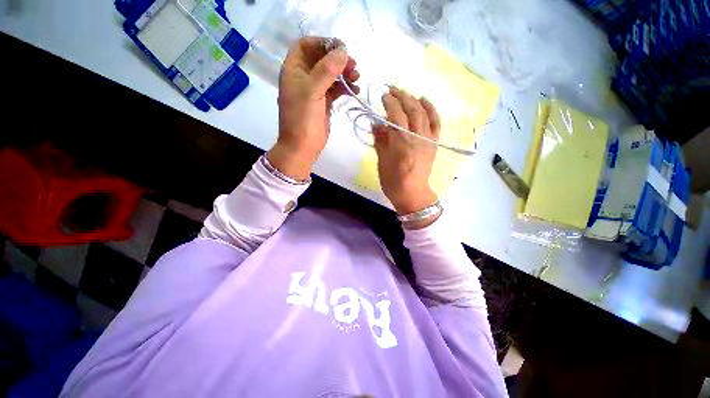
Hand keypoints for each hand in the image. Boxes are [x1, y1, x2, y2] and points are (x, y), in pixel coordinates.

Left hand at [267, 37, 359, 179]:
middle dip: (337, 60)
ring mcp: (314, 91)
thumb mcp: (312, 92)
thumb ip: (327, 70)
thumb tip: (343, 51)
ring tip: (356, 78)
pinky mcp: (323, 102)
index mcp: (294, 70)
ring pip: (331, 74)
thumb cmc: (302, 119)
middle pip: (321, 59)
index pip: (306, 45)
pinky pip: (335, 89)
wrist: (303, 147)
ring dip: (344, 74)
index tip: (340, 49)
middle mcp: (303, 77)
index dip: (322, 43)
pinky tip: (354, 90)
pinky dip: (345, 88)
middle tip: (353, 65)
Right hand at [374, 87, 440, 222]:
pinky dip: (431, 109)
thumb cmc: (393, 181)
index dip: (390, 103)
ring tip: (404, 93)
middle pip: (411, 110)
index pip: (396, 116)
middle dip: (401, 96)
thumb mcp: (382, 161)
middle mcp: (418, 137)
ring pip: (423, 113)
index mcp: (402, 143)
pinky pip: (435, 122)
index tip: (383, 96)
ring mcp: (428, 139)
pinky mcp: (434, 143)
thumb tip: (376, 124)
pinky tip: (424, 100)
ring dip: (413, 99)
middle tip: (391, 89)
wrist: (413, 193)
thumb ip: (380, 140)